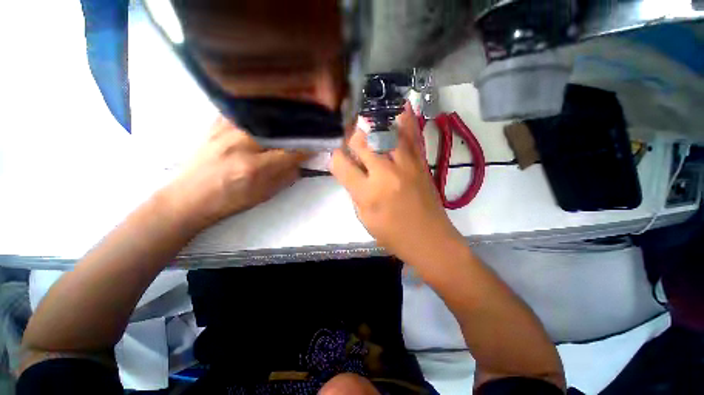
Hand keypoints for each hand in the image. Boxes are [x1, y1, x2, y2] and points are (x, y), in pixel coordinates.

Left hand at [163, 116, 308, 229]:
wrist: (189, 198)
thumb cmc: (229, 201)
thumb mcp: (263, 195)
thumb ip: (285, 178)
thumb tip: (300, 163)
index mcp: (253, 168)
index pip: (289, 153)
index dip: (305, 149)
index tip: (316, 147)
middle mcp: (239, 145)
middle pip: (276, 130)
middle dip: (294, 130)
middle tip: (305, 130)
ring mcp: (224, 132)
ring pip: (259, 116)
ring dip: (278, 118)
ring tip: (290, 119)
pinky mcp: (214, 126)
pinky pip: (241, 112)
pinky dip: (255, 112)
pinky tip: (264, 115)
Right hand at [331, 104, 462, 263]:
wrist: (429, 239)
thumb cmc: (393, 235)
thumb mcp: (364, 218)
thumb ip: (354, 191)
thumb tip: (350, 170)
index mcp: (368, 193)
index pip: (341, 164)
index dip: (335, 158)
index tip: (338, 159)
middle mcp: (385, 174)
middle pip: (362, 141)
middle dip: (352, 139)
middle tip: (352, 144)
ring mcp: (406, 165)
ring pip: (385, 132)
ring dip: (372, 126)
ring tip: (368, 124)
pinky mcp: (421, 162)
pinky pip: (412, 135)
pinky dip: (405, 120)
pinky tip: (400, 109)